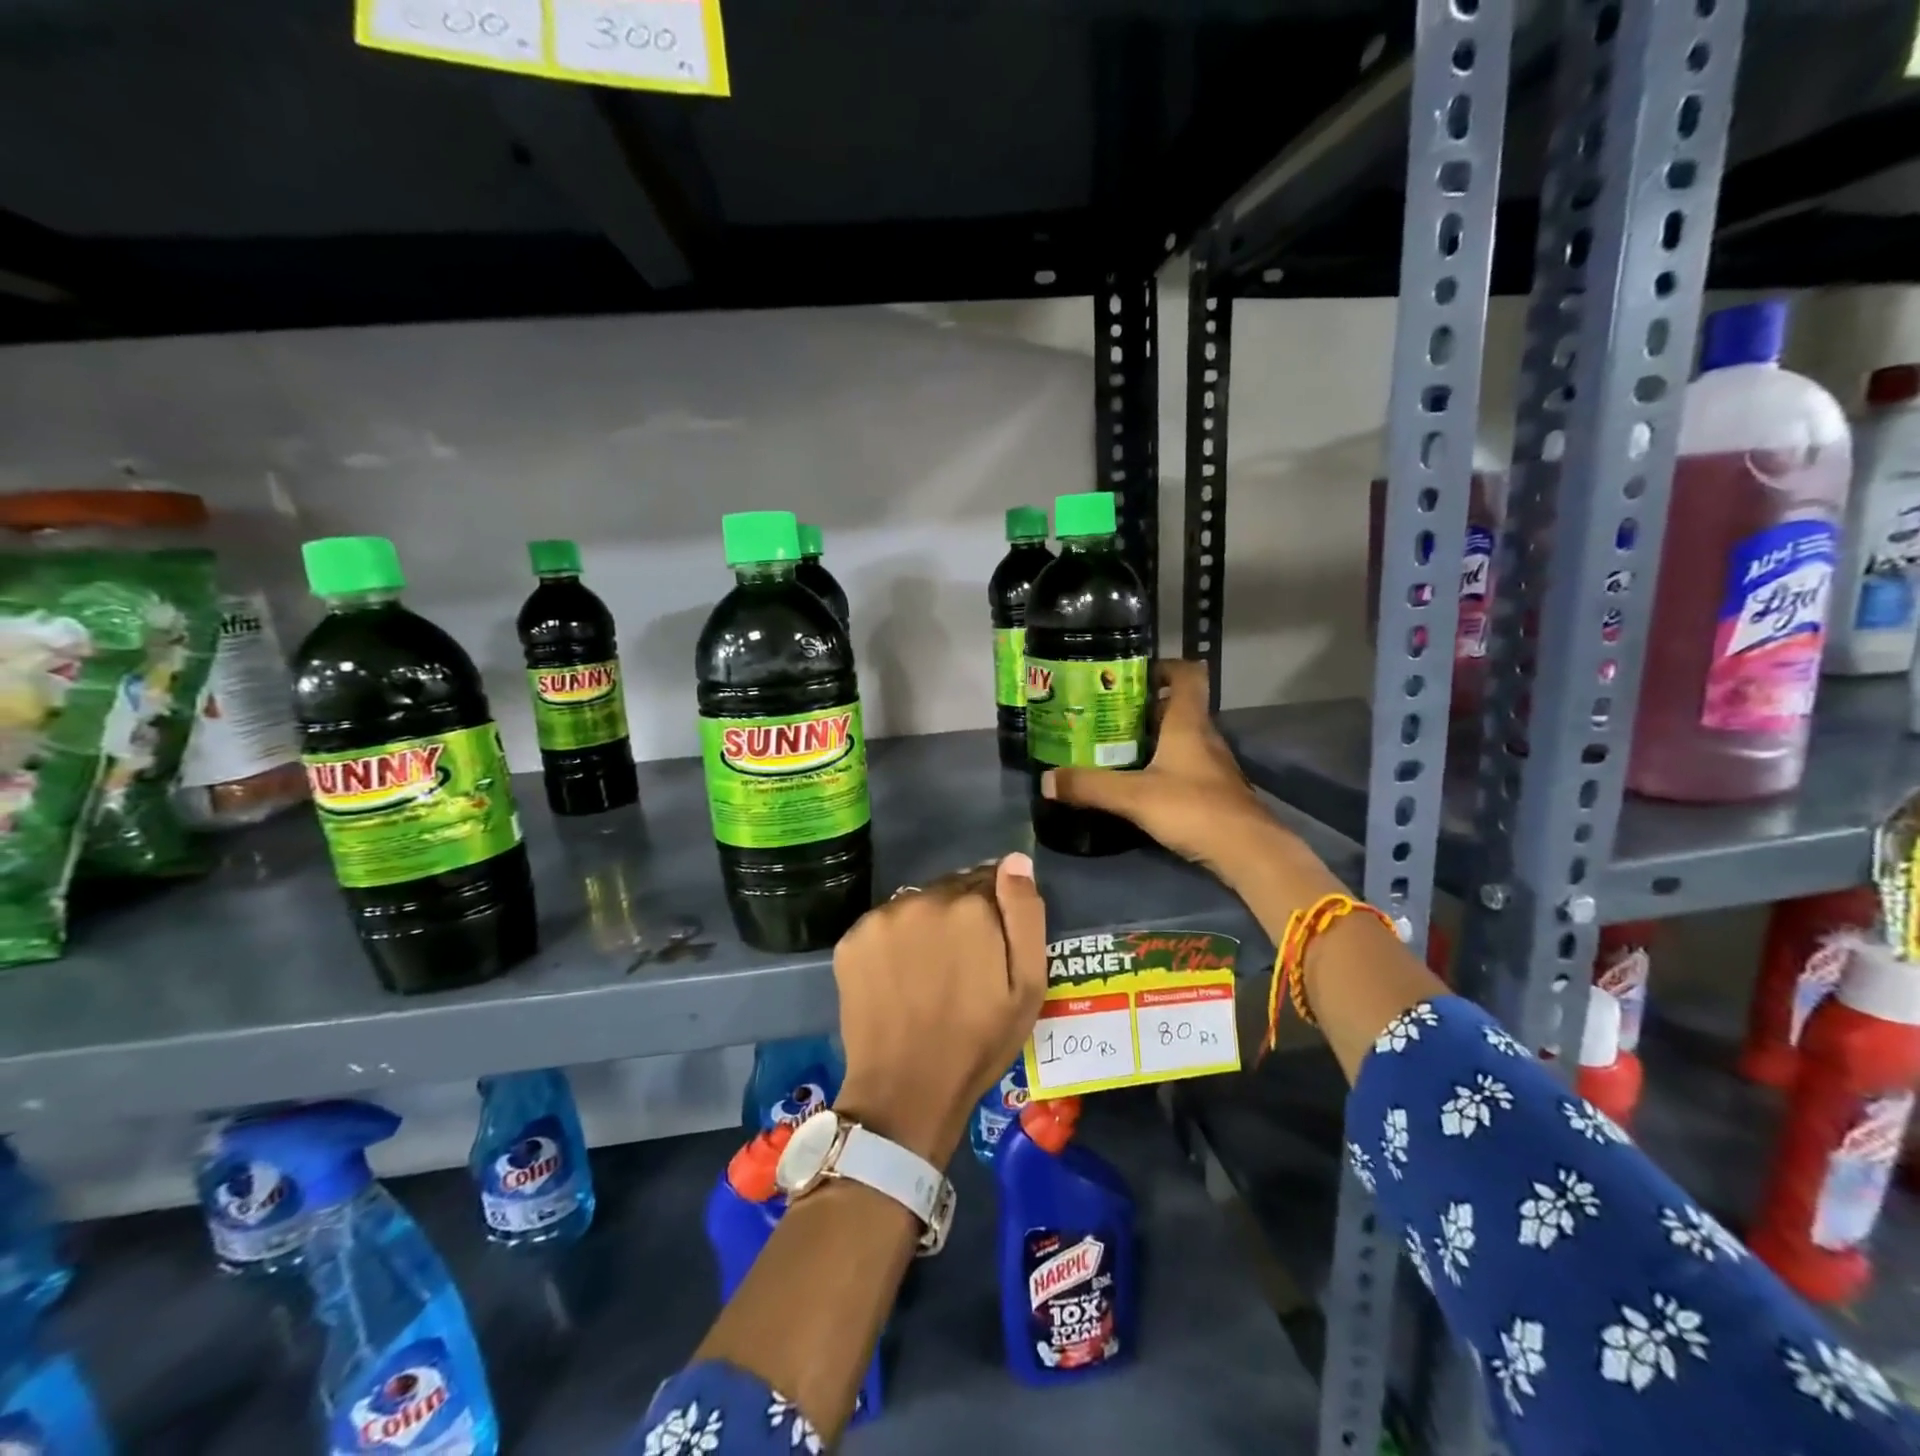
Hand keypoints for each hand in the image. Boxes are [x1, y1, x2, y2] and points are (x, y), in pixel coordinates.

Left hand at [832, 854, 1047, 1167]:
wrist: (906, 1089)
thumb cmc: (979, 1041)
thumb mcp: (1028, 985)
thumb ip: (1025, 914)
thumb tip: (1015, 860)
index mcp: (970, 906)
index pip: (990, 880)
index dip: (997, 910)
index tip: (995, 942)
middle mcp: (922, 898)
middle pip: (951, 888)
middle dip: (962, 914)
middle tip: (964, 961)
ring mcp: (881, 918)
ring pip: (916, 904)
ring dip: (927, 923)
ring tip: (930, 971)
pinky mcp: (851, 940)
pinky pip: (884, 925)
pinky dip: (894, 940)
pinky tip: (900, 976)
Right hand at [1041, 661, 1289, 882]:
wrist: (1248, 852)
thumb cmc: (1193, 808)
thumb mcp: (1134, 796)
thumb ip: (1090, 786)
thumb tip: (1046, 780)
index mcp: (1188, 722)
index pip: (1186, 674)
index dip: (1162, 667)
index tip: (1129, 676)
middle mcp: (1203, 735)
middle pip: (1176, 707)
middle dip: (1142, 707)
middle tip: (1104, 715)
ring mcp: (1211, 764)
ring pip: (1179, 737)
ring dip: (1150, 738)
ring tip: (1111, 747)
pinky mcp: (1213, 790)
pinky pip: (1183, 764)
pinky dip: (1160, 765)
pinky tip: (1137, 782)